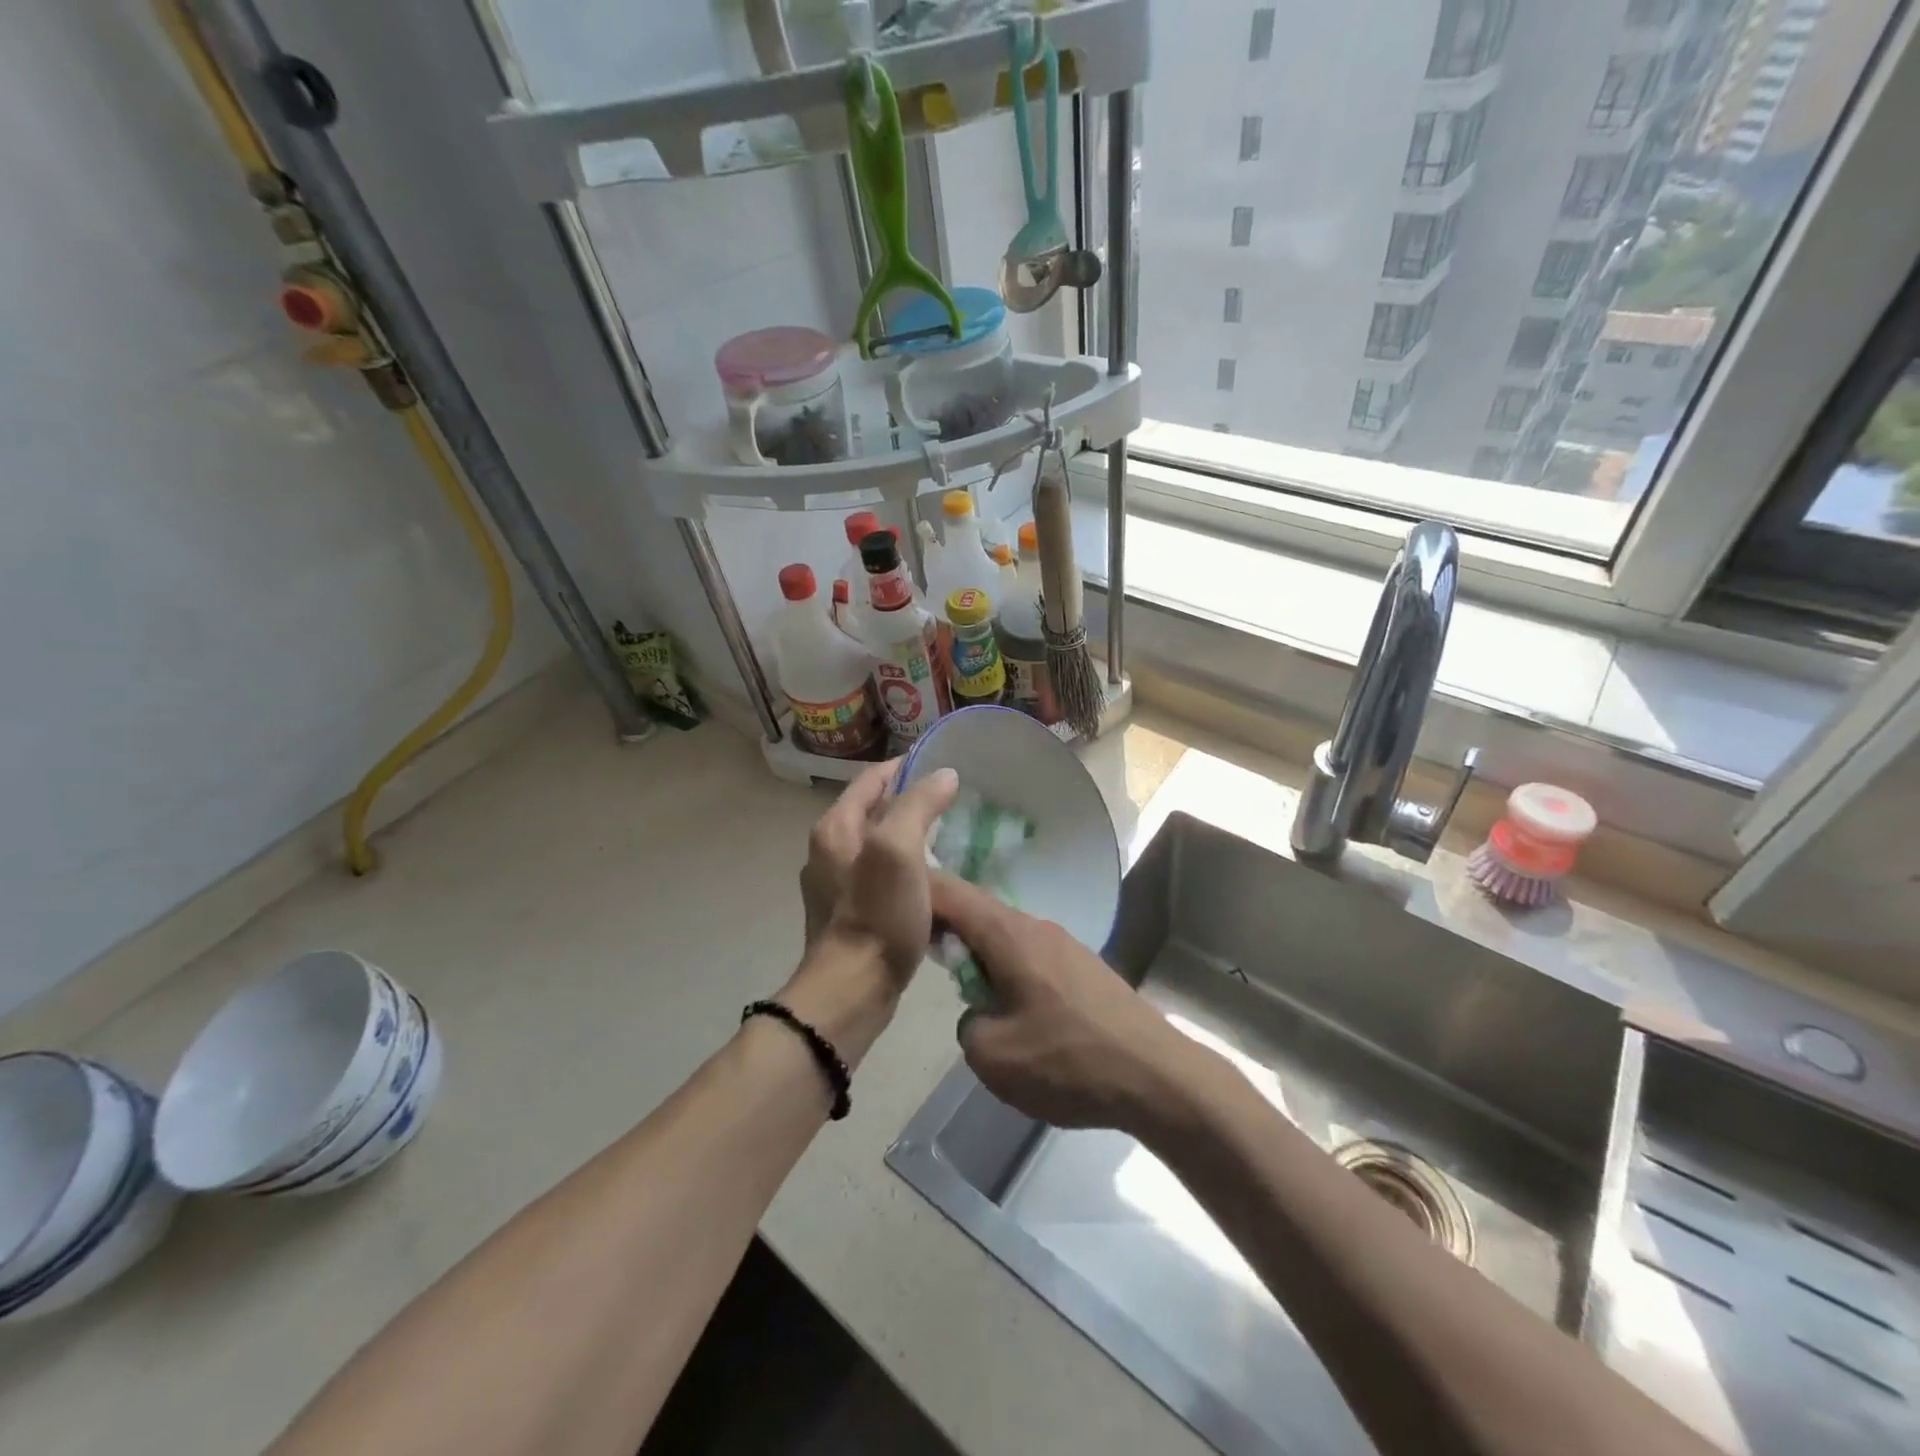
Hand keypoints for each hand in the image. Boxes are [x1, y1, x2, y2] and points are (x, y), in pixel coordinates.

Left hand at [796, 760, 958, 980]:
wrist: (852, 992)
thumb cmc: (876, 916)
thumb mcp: (898, 850)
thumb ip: (918, 805)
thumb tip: (944, 775)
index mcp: (836, 827)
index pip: (873, 778)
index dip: (907, 766)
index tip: (945, 764)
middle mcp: (830, 849)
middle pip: (875, 810)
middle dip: (912, 801)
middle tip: (955, 802)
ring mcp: (837, 884)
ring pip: (880, 844)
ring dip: (911, 836)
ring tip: (951, 837)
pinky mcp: (850, 913)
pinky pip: (882, 876)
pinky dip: (907, 869)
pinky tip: (934, 881)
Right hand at [931, 874, 1191, 1132]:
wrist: (1157, 1076)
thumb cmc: (1068, 1061)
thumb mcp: (993, 1057)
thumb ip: (968, 1024)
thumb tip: (980, 1013)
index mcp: (1009, 934)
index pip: (950, 893)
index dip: (915, 891)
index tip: (886, 900)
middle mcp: (1036, 927)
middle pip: (977, 912)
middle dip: (944, 926)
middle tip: (917, 951)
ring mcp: (1065, 945)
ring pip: (1005, 936)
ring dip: (978, 953)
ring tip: (965, 988)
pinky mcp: (1083, 968)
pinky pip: (1030, 956)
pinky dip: (1006, 968)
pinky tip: (1010, 1006)